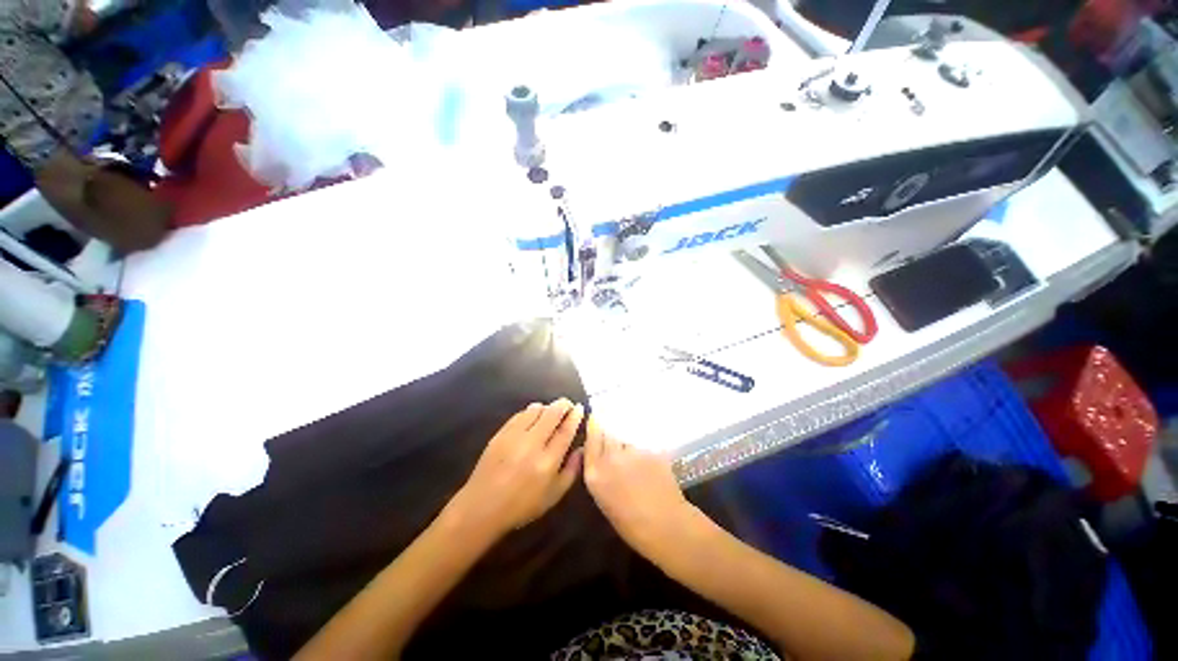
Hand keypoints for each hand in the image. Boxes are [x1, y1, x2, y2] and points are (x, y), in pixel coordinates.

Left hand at [450, 399, 584, 539]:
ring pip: (535, 410)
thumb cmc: (522, 505)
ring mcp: (514, 437)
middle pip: (552, 414)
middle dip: (563, 405)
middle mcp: (532, 445)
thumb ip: (572, 470)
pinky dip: (531, 412)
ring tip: (551, 412)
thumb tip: (582, 447)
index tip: (580, 408)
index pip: (565, 431)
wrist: (482, 507)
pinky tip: (533, 417)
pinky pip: (520, 414)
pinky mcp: (500, 434)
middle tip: (568, 404)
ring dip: (547, 407)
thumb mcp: (554, 495)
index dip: (574, 416)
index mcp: (547, 462)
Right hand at [583, 416, 697, 560]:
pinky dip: (644, 446)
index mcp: (595, 473)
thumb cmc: (631, 524)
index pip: (591, 437)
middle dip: (611, 432)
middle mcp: (611, 457)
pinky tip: (649, 457)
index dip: (595, 427)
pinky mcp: (651, 449)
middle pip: (608, 431)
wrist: (666, 526)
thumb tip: (599, 453)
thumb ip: (599, 472)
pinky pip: (643, 441)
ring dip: (628, 439)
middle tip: (618, 439)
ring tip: (635, 451)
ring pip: (627, 435)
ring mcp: (632, 452)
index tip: (597, 421)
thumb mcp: (604, 498)